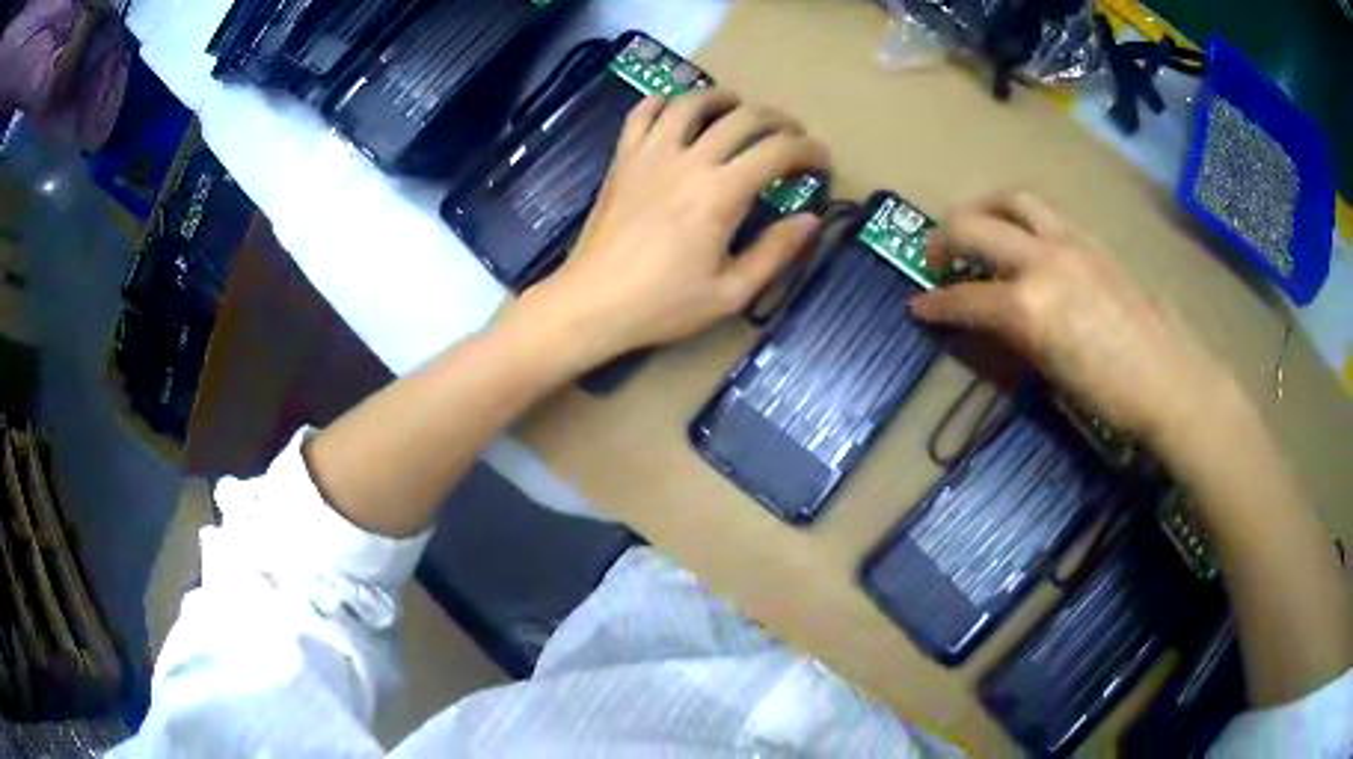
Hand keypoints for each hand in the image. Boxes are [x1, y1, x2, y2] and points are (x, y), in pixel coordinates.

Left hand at [510, 90, 829, 372]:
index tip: (822, 162)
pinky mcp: (623, 158)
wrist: (592, 303)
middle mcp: (689, 160)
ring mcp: (650, 153)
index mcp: (721, 193)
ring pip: (692, 102)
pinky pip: (642, 113)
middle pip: (744, 117)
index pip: (778, 151)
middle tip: (792, 137)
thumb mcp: (731, 292)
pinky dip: (664, 103)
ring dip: (724, 99)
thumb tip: (810, 219)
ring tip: (740, 110)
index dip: (809, 151)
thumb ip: (775, 252)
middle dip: (778, 121)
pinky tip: (676, 112)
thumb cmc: (663, 305)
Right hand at [910, 191, 1233, 444]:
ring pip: (1012, 200)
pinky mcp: (1091, 239)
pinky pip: (1045, 214)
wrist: (1169, 377)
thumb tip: (989, 316)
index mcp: (1029, 305)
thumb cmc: (1110, 393)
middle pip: (975, 225)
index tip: (916, 306)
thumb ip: (1014, 332)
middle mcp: (1042, 260)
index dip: (934, 304)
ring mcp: (1069, 242)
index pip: (964, 297)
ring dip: (983, 208)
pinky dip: (1021, 219)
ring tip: (977, 226)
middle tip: (934, 255)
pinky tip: (1026, 241)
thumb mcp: (1051, 370)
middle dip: (943, 238)